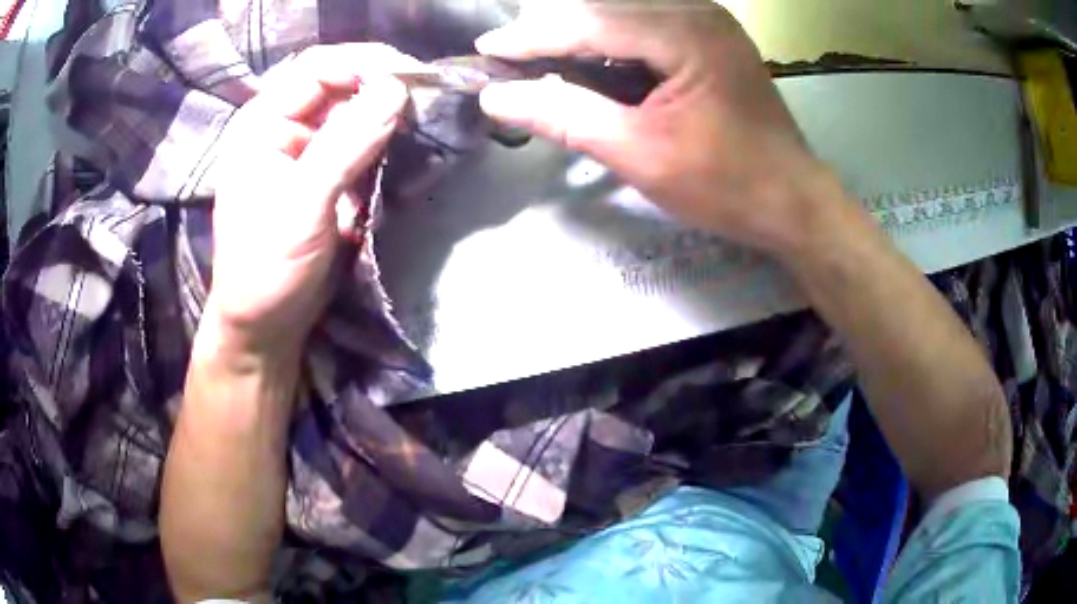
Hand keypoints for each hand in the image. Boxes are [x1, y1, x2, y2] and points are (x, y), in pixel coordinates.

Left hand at [207, 44, 420, 356]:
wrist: (265, 325)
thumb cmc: (267, 268)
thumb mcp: (302, 205)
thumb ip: (346, 144)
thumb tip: (397, 89)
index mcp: (262, 124)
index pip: (316, 68)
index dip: (363, 63)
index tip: (410, 77)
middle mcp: (283, 127)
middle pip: (339, 85)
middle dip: (380, 88)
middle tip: (424, 100)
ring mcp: (306, 151)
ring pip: (353, 113)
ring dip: (387, 116)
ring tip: (421, 122)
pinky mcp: (326, 175)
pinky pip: (360, 144)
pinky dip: (385, 143)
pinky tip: (406, 148)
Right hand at [475, 0, 837, 253]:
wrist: (792, 202)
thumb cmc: (726, 184)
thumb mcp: (640, 153)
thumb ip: (565, 117)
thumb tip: (496, 97)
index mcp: (685, 33)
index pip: (590, 23)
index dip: (532, 37)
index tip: (487, 52)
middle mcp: (697, 12)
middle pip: (604, 7)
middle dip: (553, 30)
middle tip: (512, 60)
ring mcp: (707, 22)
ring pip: (623, 13)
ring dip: (580, 34)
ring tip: (541, 62)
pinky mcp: (710, 38)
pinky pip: (646, 25)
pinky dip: (611, 41)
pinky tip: (590, 63)